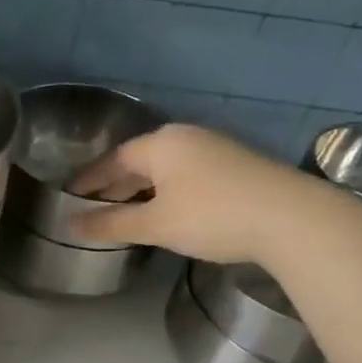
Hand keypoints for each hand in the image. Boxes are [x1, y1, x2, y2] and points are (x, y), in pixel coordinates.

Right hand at [66, 124, 327, 262]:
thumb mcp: (155, 224)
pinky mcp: (236, 166)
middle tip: (93, 207)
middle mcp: (186, 138)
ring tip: (125, 213)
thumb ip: (110, 223)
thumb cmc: (212, 216)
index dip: (89, 179)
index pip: (113, 159)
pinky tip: (166, 211)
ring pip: (165, 169)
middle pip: (139, 161)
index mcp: (161, 144)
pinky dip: (167, 192)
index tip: (70, 196)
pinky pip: (187, 175)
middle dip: (115, 185)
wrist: (292, 219)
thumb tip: (70, 224)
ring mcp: (214, 149)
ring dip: (142, 190)